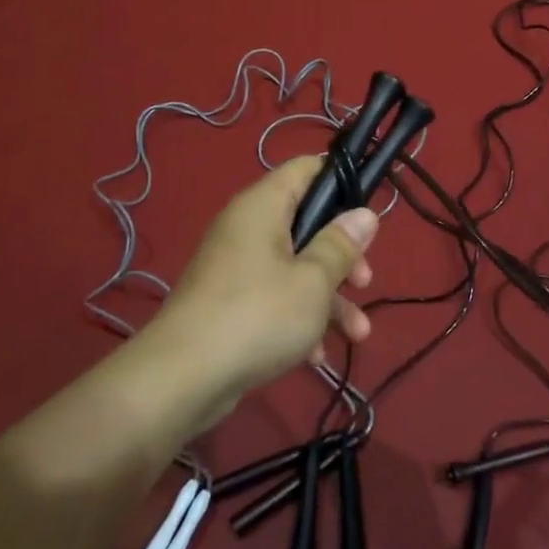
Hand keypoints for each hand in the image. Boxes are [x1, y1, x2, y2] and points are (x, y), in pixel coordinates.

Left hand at [146, 157, 377, 428]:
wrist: (181, 379)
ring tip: (357, 334)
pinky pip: (274, 299)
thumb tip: (364, 214)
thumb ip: (341, 245)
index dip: (341, 182)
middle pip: (306, 224)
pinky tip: (315, 356)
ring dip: (329, 298)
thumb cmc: (257, 315)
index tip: (368, 213)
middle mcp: (247, 228)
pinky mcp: (229, 304)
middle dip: (341, 255)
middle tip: (364, 281)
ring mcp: (236, 268)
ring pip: (295, 268)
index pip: (306, 169)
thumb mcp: (313, 281)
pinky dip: (298, 319)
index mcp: (263, 206)